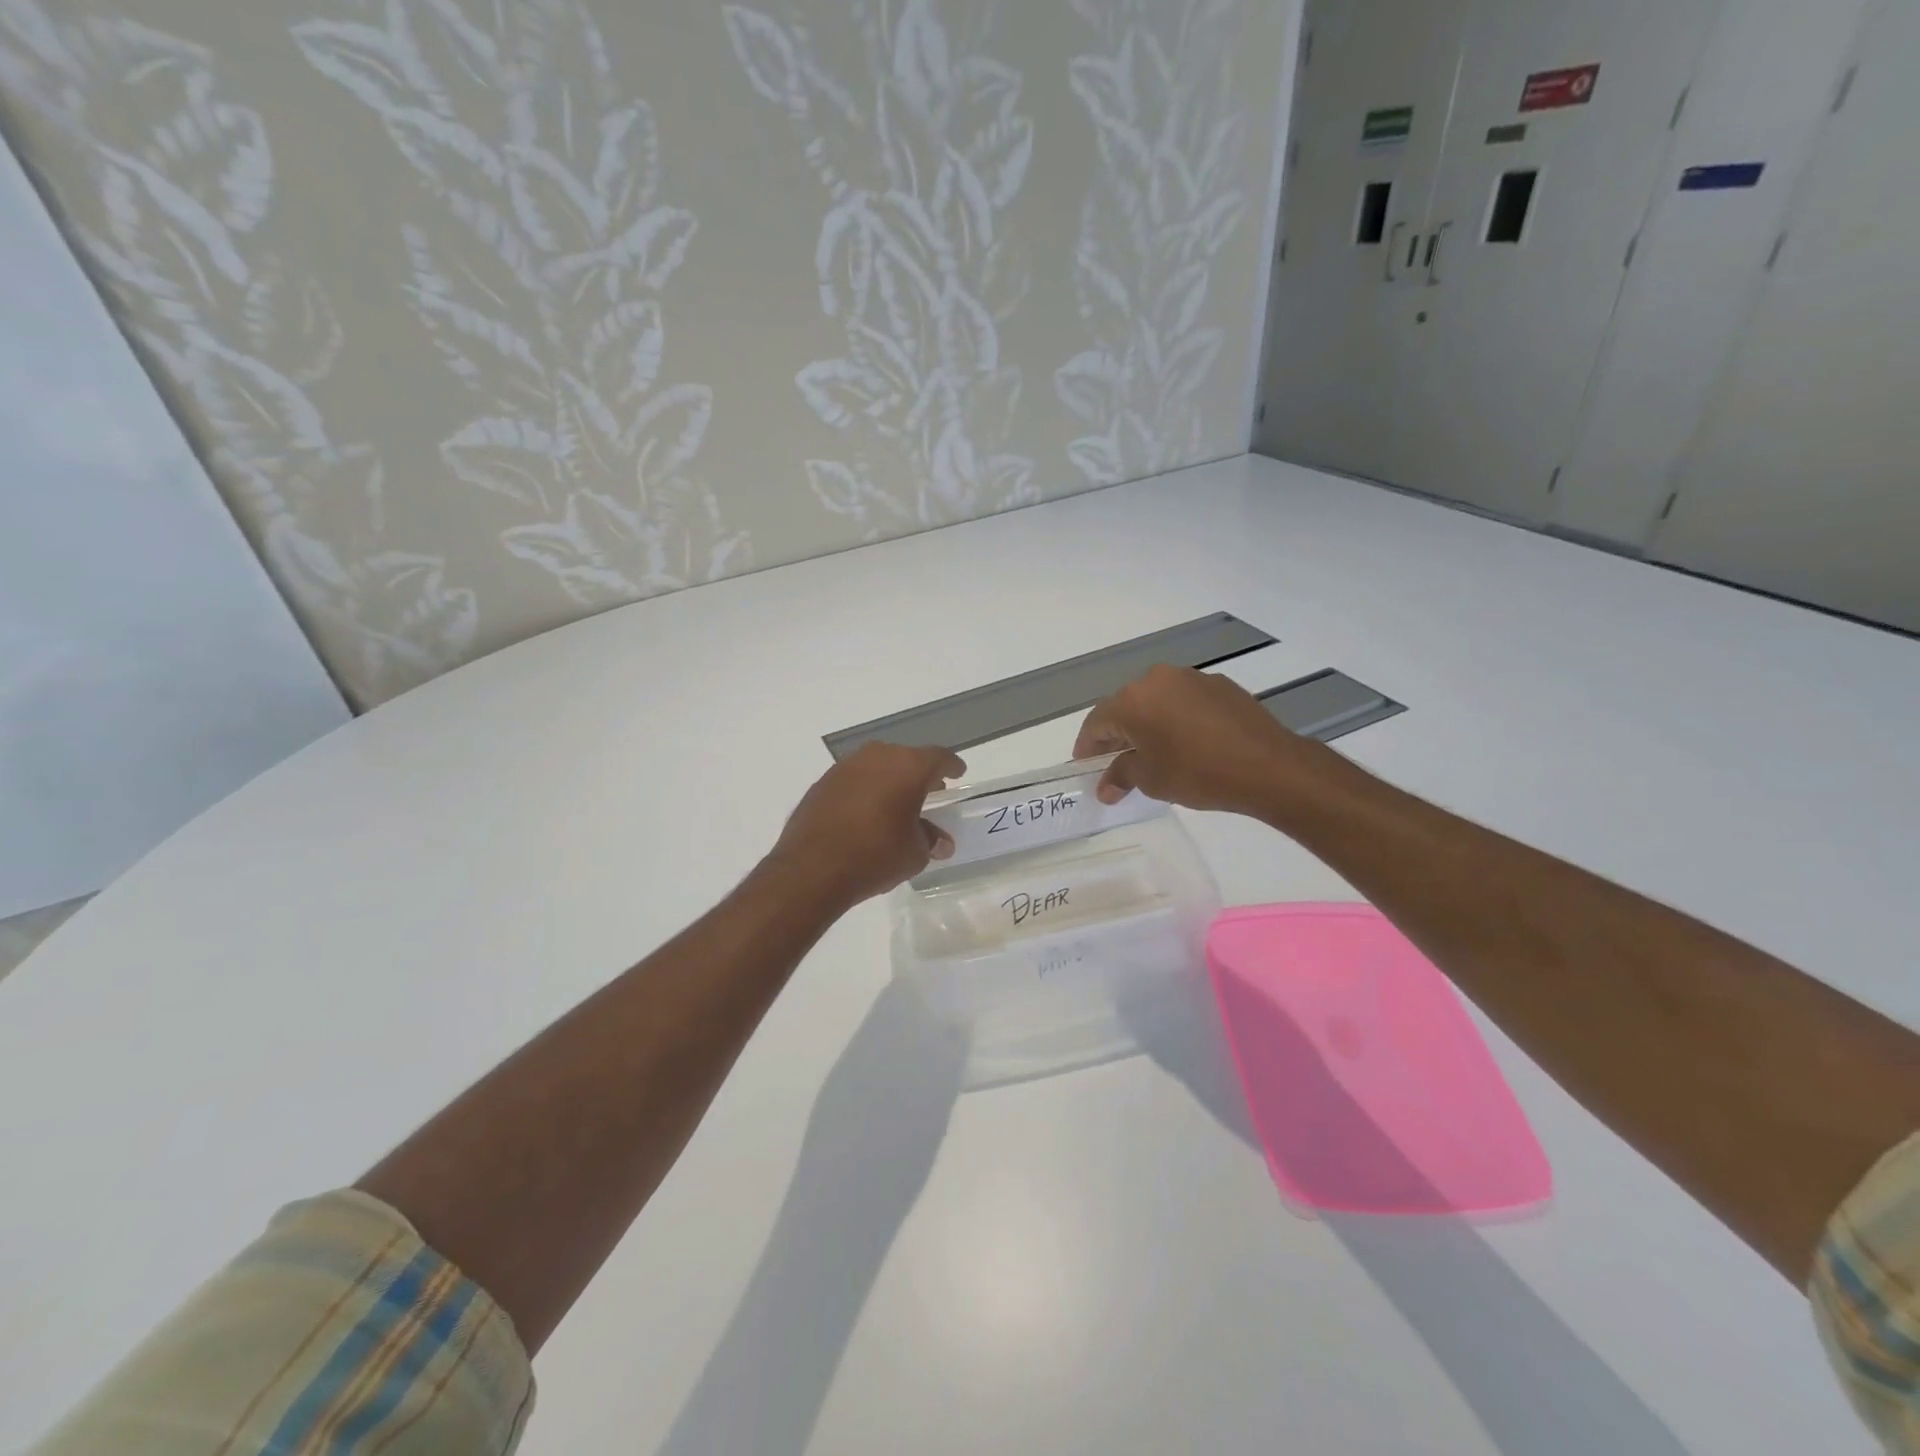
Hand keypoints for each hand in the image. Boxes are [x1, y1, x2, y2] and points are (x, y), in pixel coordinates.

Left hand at [768, 743, 964, 906]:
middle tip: (931, 790)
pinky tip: (867, 811)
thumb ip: (930, 839)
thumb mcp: (914, 853)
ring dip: (890, 779)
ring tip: (898, 801)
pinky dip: (866, 789)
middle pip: (906, 757)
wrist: (812, 869)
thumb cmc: (875, 856)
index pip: (938, 758)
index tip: (957, 772)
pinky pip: (855, 779)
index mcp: (908, 767)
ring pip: (878, 765)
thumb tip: (940, 841)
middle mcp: (877, 757)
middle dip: (919, 772)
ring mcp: (846, 767)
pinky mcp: (823, 783)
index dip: (951, 766)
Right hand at [1073, 665, 1325, 814]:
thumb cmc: (1197, 773)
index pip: (1097, 722)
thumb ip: (1121, 776)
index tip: (1086, 767)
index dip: (1087, 747)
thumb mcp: (1151, 780)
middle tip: (1117, 763)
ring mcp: (1191, 678)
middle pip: (1126, 707)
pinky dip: (1177, 719)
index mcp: (1133, 699)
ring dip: (1149, 724)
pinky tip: (1188, 743)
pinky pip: (1184, 701)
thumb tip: (1105, 787)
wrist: (1268, 766)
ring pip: (1156, 701)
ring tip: (1154, 753)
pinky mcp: (1219, 685)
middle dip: (1118, 735)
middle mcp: (1157, 679)